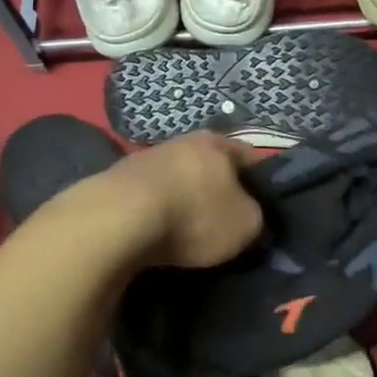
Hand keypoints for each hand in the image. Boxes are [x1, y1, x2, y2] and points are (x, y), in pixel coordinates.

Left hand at [94, 131, 264, 269]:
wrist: (116, 221)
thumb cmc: (193, 215)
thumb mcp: (245, 224)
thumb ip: (255, 215)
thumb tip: (247, 215)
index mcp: (217, 144)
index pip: (249, 157)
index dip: (259, 181)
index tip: (262, 206)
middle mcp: (181, 142)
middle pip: (209, 166)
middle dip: (218, 190)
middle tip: (225, 220)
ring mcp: (144, 159)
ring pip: (177, 180)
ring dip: (183, 201)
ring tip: (188, 231)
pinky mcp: (115, 182)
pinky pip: (148, 198)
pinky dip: (155, 213)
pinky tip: (156, 234)